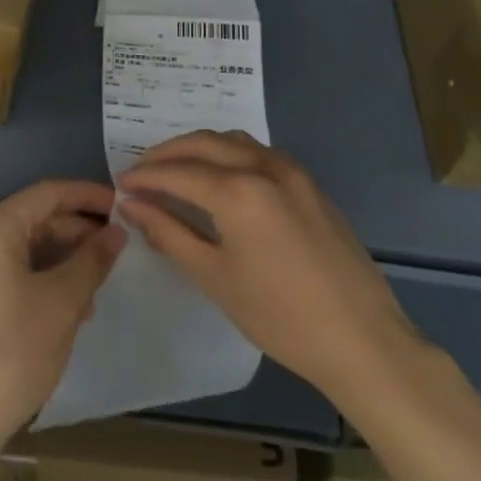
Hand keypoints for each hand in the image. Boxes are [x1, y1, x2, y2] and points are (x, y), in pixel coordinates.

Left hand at [0, 180, 124, 452]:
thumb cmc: (13, 351)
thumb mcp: (63, 301)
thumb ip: (92, 260)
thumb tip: (116, 232)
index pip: (48, 193)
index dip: (89, 196)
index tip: (125, 206)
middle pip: (38, 219)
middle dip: (81, 231)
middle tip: (121, 248)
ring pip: (30, 249)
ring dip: (68, 259)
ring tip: (102, 283)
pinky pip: (18, 273)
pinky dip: (49, 280)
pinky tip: (76, 307)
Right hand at [118, 131, 420, 413]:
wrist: (361, 338)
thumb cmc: (279, 316)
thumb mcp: (214, 276)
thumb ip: (170, 233)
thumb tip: (132, 206)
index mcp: (240, 191)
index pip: (178, 172)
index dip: (145, 177)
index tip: (119, 185)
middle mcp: (266, 167)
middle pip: (204, 143)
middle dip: (167, 154)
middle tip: (140, 173)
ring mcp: (294, 172)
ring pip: (234, 141)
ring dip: (199, 148)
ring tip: (174, 171)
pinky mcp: (310, 184)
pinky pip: (260, 153)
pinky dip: (229, 155)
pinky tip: (218, 179)